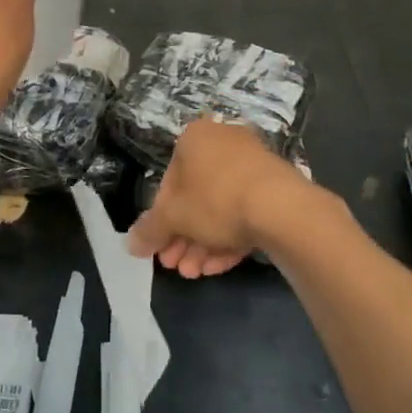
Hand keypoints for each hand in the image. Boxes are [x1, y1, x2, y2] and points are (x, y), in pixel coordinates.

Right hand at [127, 119, 317, 277]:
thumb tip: (130, 244)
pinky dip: (230, 238)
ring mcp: (252, 164)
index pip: (168, 181)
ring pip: (220, 208)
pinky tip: (219, 267)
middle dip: (183, 237)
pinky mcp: (275, 187)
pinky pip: (244, 212)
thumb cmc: (214, 200)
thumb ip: (150, 230)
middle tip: (176, 266)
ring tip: (195, 274)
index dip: (161, 219)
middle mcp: (223, 144)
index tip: (159, 247)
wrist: (281, 207)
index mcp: (195, 139)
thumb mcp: (173, 217)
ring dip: (203, 243)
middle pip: (195, 197)